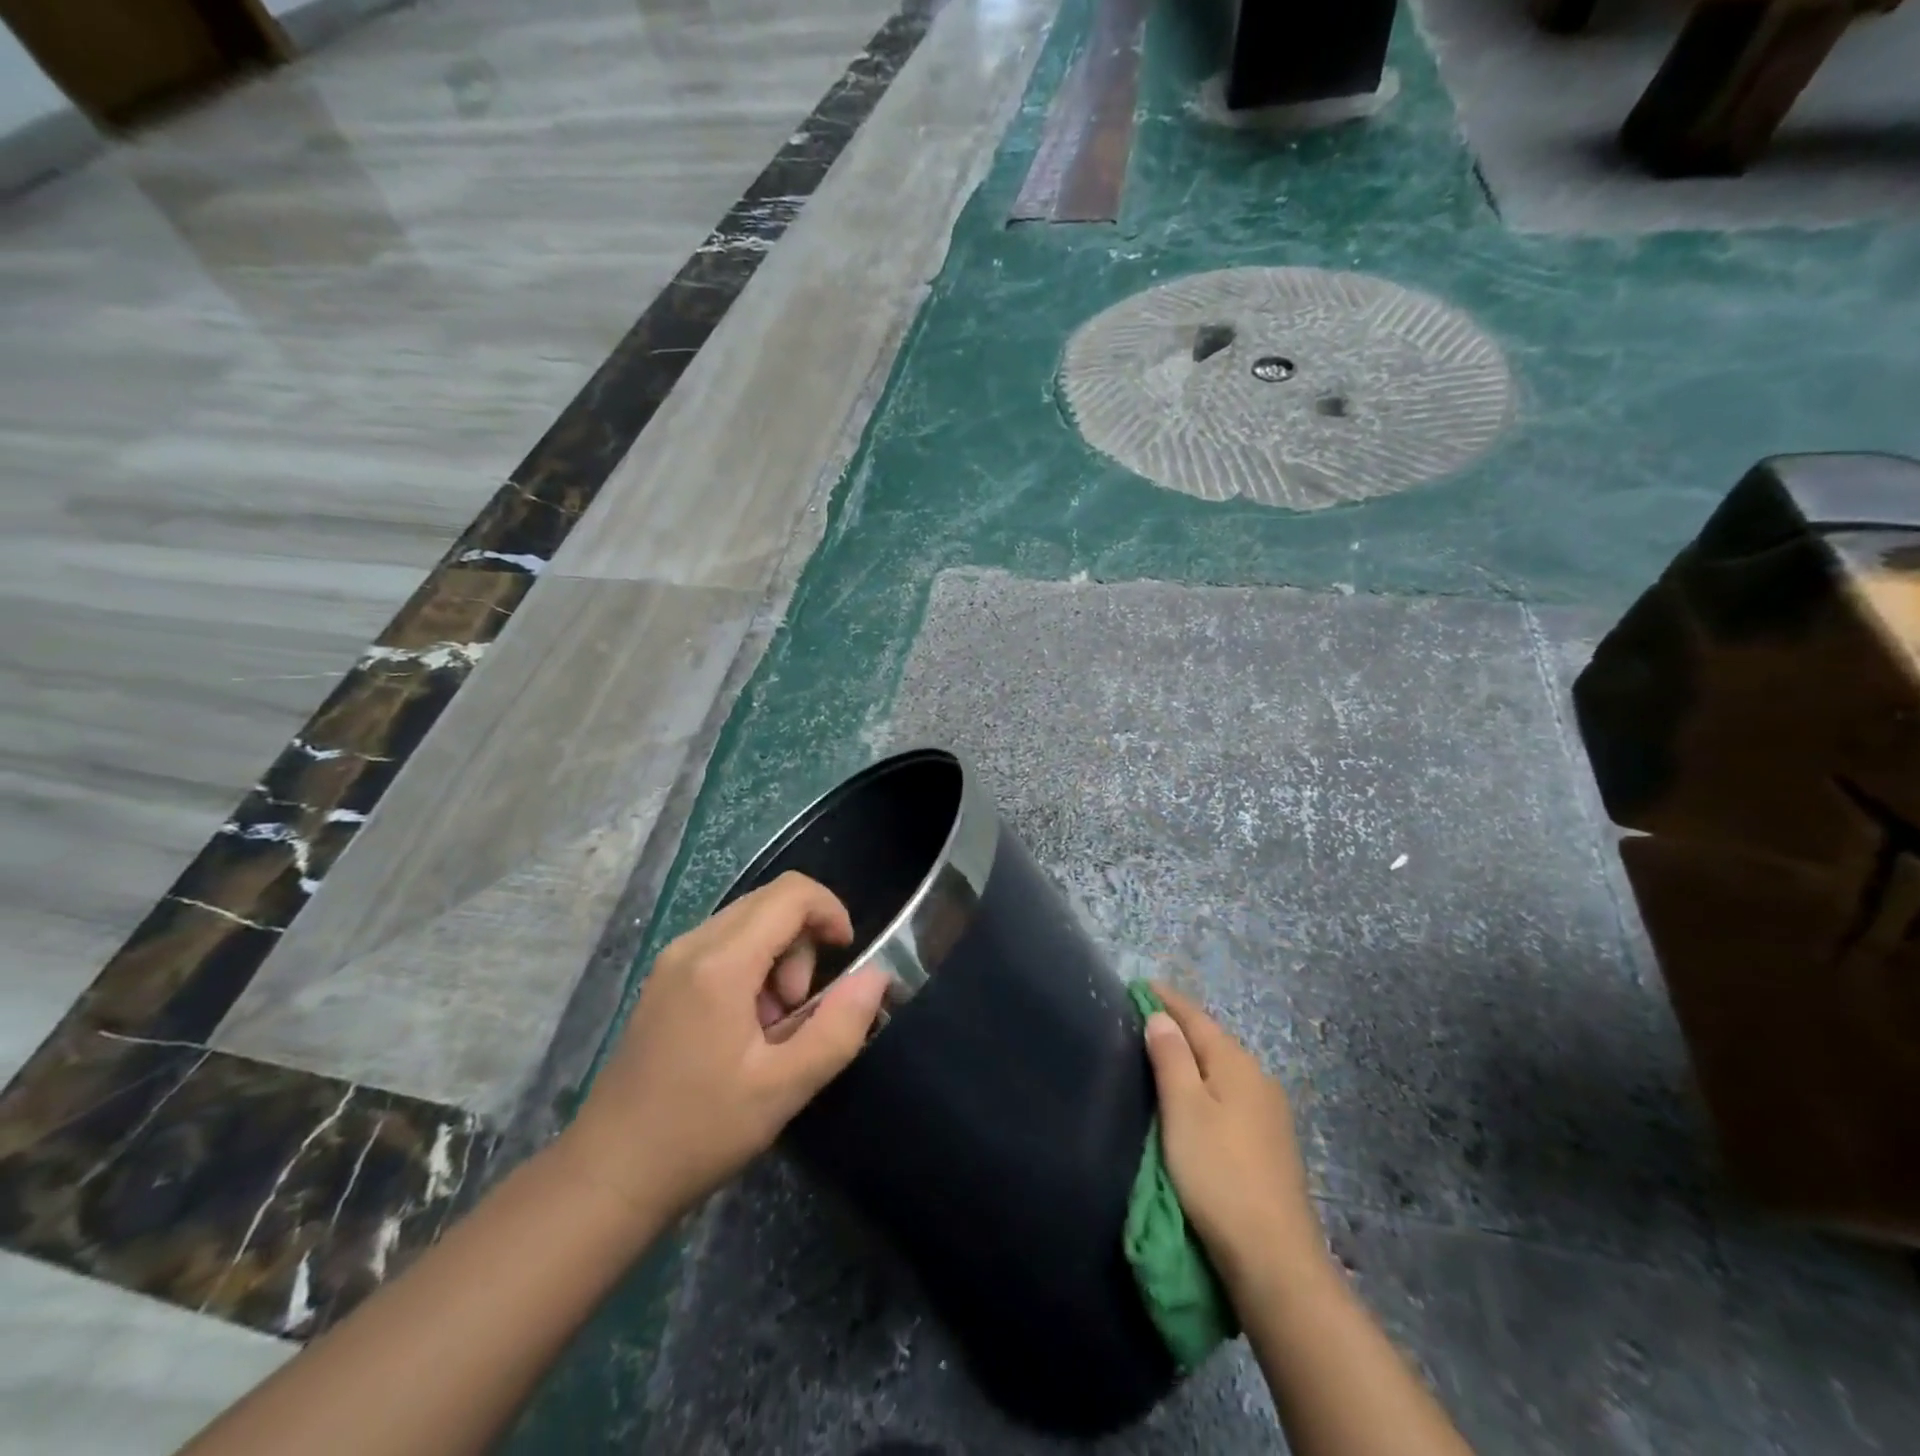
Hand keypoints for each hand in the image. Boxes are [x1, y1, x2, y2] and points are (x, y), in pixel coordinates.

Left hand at [558, 872, 889, 1223]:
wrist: (608, 1175)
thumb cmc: (699, 1131)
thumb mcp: (784, 1088)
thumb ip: (839, 1027)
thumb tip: (877, 976)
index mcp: (721, 963)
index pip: (791, 893)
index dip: (831, 911)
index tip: (846, 958)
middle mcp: (692, 944)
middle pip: (770, 903)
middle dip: (804, 943)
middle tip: (800, 1008)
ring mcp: (673, 960)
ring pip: (749, 922)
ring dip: (779, 958)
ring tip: (772, 1026)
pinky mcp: (665, 980)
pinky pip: (725, 945)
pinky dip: (753, 968)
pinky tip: (745, 1027)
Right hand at [1144, 984, 1325, 1292]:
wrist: (1273, 1257)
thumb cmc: (1218, 1173)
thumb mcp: (1183, 1109)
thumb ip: (1171, 1057)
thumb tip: (1160, 1017)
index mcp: (1236, 1064)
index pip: (1196, 1018)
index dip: (1167, 1001)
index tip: (1139, 985)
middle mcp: (1258, 1079)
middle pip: (1212, 1041)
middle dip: (1180, 1027)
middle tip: (1144, 1017)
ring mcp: (1270, 1115)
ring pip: (1223, 1070)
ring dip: (1194, 1058)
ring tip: (1163, 1054)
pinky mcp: (1271, 1146)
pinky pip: (1231, 1096)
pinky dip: (1207, 1086)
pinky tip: (1196, 1099)